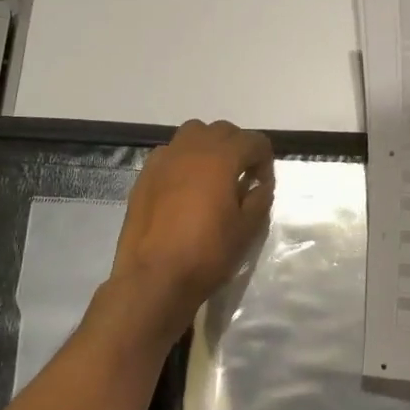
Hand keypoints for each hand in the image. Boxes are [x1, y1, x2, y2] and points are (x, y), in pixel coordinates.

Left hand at [112, 119, 274, 333]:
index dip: (265, 160)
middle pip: (222, 131)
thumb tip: (259, 184)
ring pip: (193, 134)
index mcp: (220, 158)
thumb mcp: (247, 228)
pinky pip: (170, 153)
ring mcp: (163, 159)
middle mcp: (191, 149)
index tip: (262, 185)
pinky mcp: (144, 175)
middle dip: (238, 147)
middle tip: (242, 177)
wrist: (154, 278)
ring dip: (209, 147)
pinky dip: (184, 160)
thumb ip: (259, 197)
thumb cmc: (207, 253)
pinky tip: (185, 188)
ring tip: (213, 177)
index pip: (253, 141)